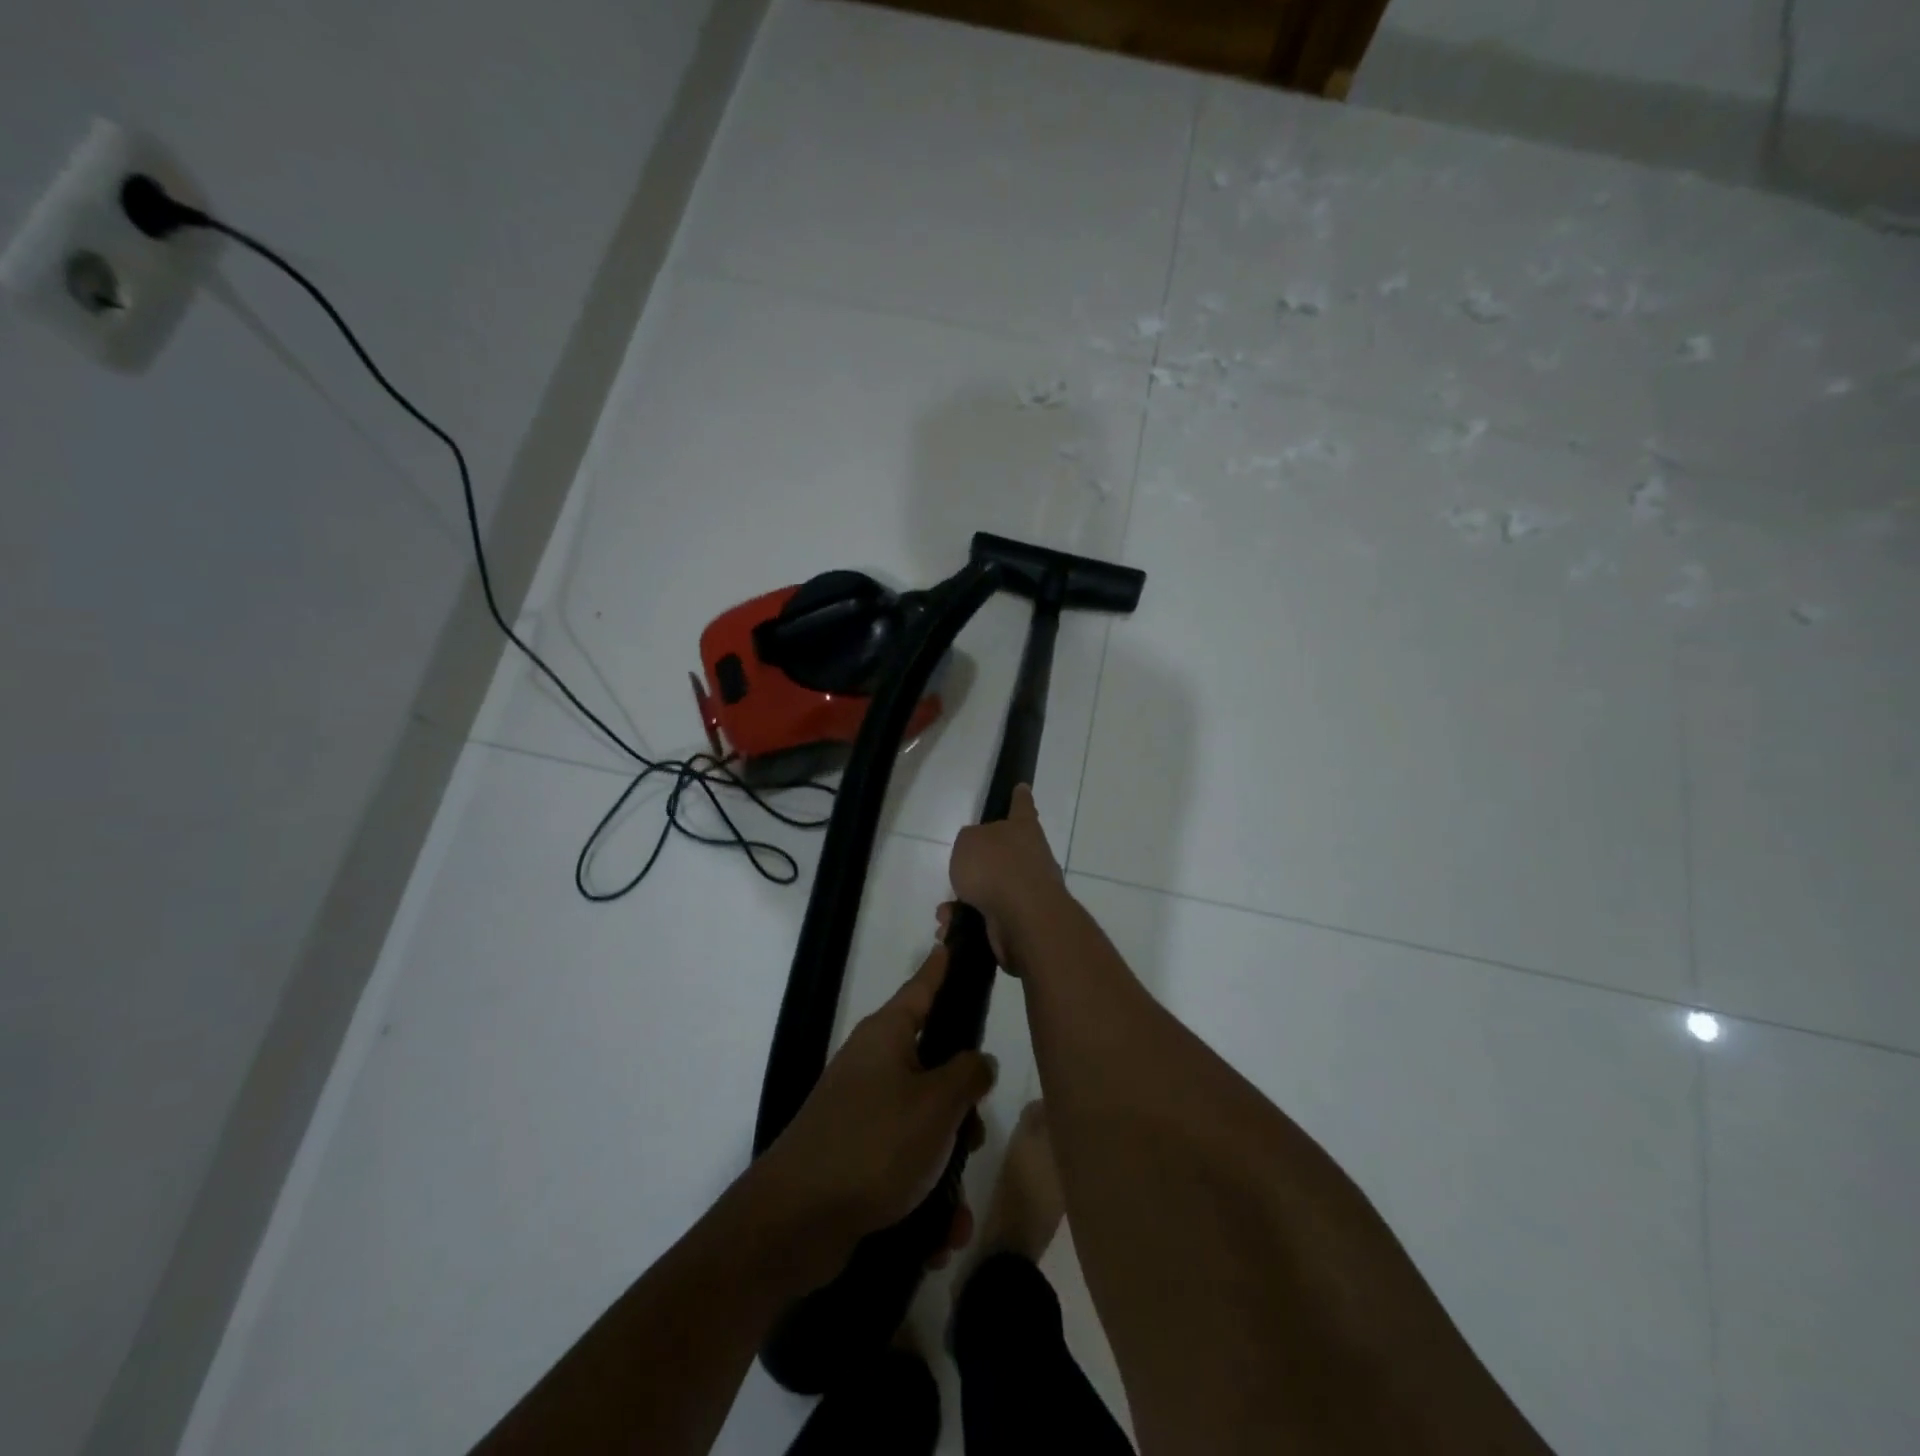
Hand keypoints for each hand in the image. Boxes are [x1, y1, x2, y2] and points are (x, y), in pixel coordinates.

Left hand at [752, 945, 995, 1287]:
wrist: (794, 1223)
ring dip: (946, 1166)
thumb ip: (967, 1075)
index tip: (952, 940)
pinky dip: (924, 1198)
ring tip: (954, 1211)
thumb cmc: (873, 1144)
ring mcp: (861, 1110)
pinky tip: (938, 1238)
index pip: (922, 987)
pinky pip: (904, 1166)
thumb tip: (977, 1061)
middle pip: (933, 1066)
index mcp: (887, 1036)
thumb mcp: (936, 1105)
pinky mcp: (855, 1155)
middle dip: (961, 1108)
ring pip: (924, 1124)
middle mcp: (872, 1065)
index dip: (941, 967)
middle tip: (974, 1136)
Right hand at [946, 784, 1066, 971]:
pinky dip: (967, 923)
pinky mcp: (1022, 921)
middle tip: (958, 874)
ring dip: (964, 902)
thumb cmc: (996, 867)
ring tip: (945, 912)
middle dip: (977, 868)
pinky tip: (950, 928)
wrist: (1023, 917)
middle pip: (1004, 855)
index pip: (1021, 806)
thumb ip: (970, 841)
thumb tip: (978, 854)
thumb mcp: (968, 842)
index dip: (1020, 797)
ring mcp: (1029, 891)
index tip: (1022, 787)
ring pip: (990, 892)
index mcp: (1022, 829)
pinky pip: (988, 918)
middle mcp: (1031, 857)